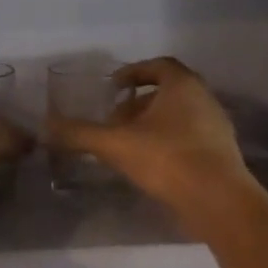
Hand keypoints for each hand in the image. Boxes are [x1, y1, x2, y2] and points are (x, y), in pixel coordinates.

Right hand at [48, 57, 251, 220]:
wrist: (219, 201)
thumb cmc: (167, 159)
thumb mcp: (115, 144)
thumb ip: (80, 134)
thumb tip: (46, 127)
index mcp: (182, 85)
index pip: (158, 66)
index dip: (133, 73)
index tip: (112, 88)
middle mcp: (204, 99)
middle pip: (168, 92)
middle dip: (138, 103)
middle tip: (114, 120)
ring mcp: (216, 127)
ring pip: (179, 116)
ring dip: (152, 124)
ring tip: (127, 144)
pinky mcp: (221, 154)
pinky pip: (189, 138)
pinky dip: (168, 143)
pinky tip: (150, 165)